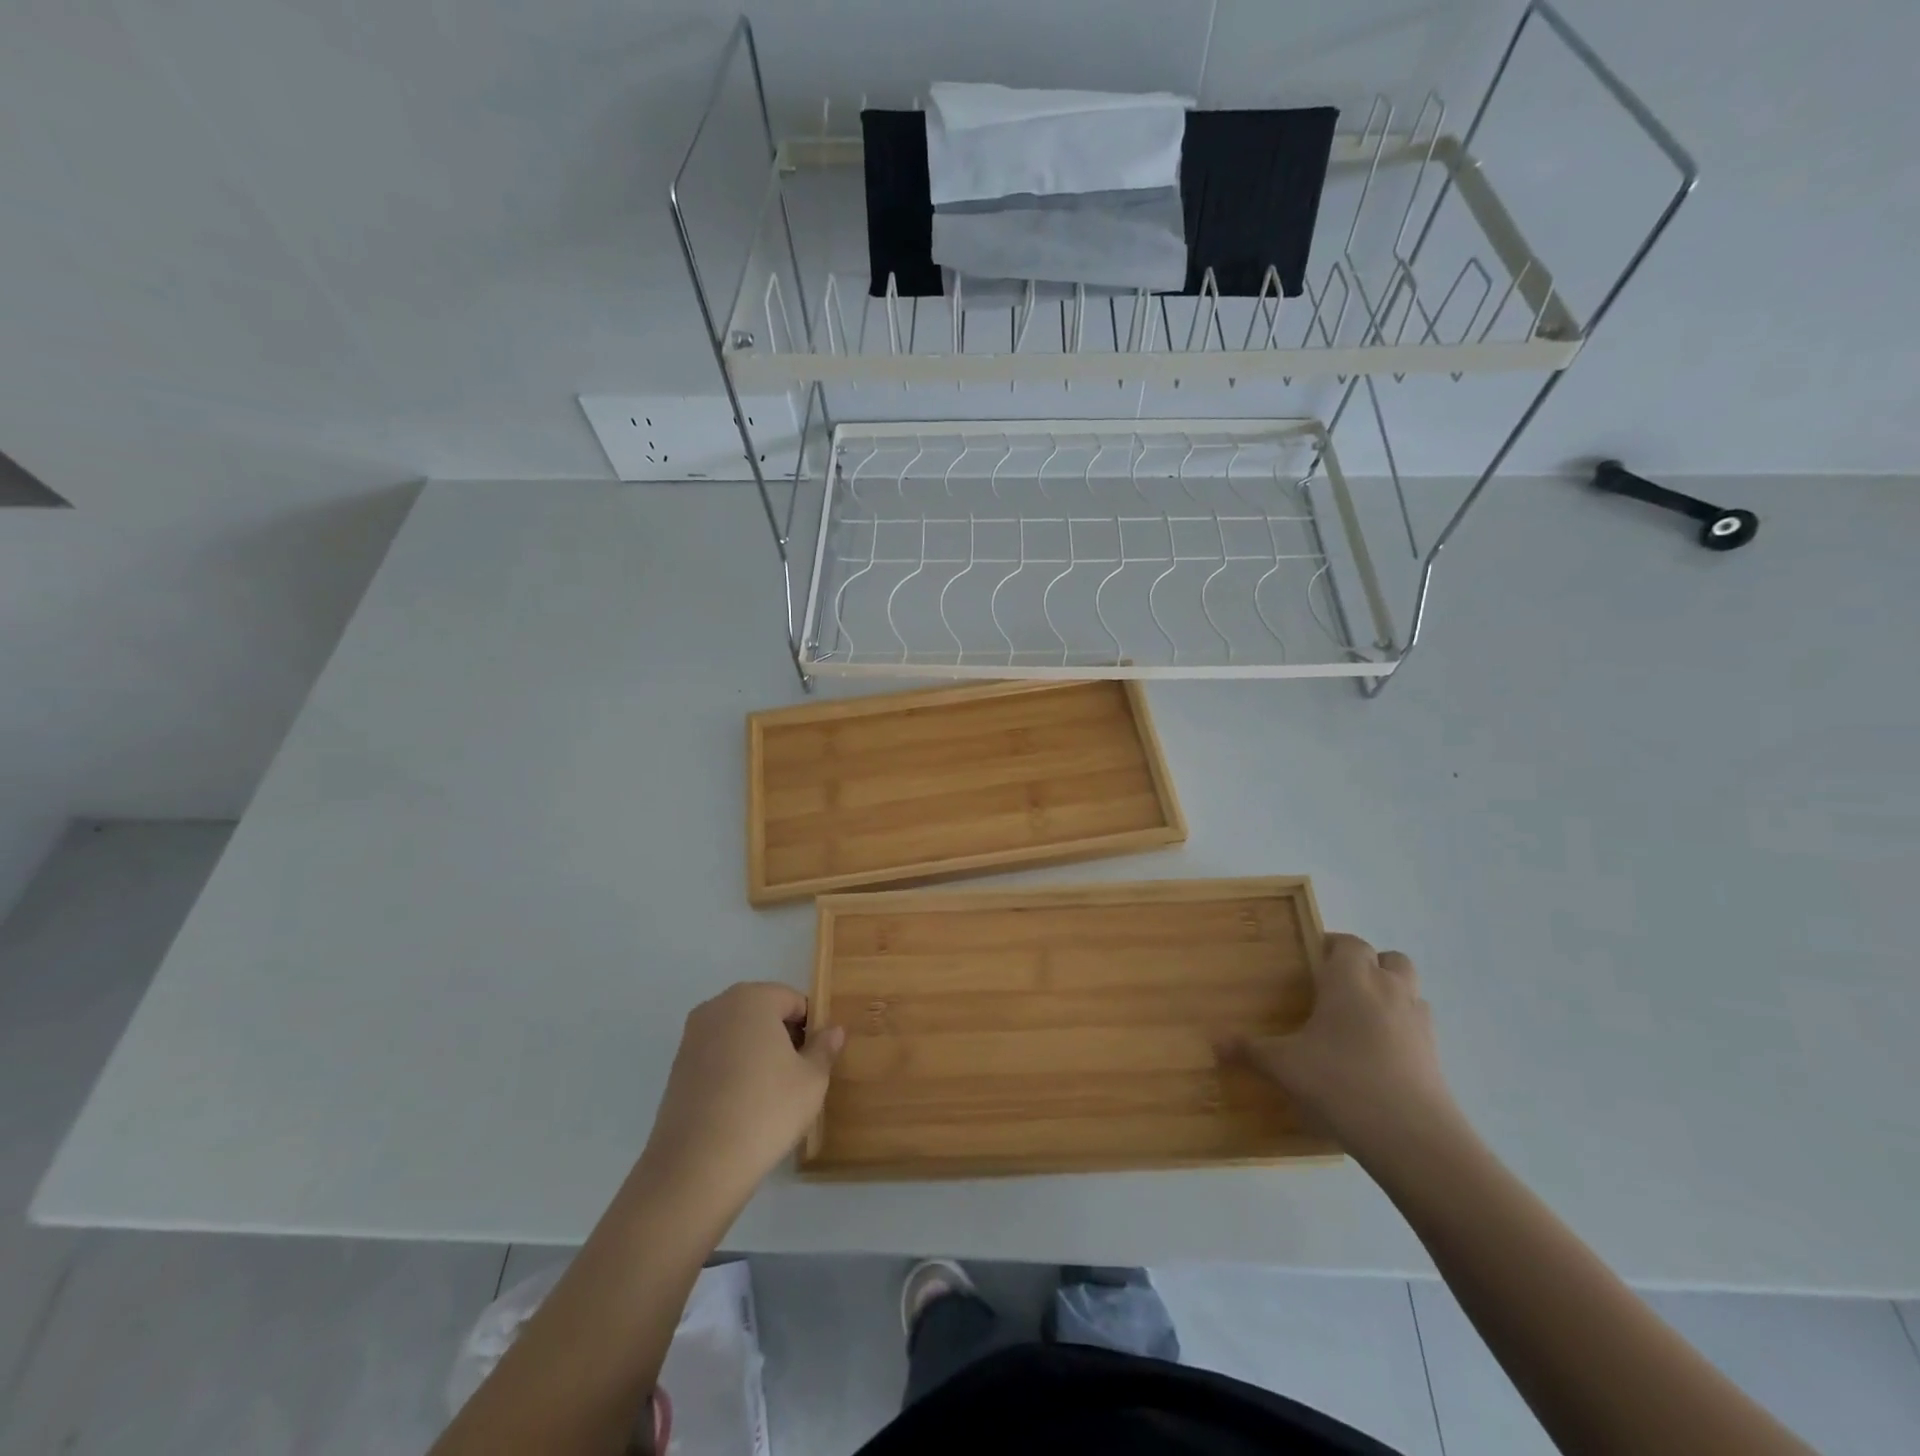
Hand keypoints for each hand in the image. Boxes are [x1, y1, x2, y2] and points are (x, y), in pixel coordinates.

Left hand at [636, 982, 842, 1221]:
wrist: (697, 1165)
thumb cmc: (765, 1110)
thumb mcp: (811, 1080)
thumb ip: (824, 1049)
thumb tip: (833, 1030)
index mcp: (752, 998)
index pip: (794, 1001)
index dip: (811, 1028)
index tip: (815, 1061)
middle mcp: (718, 1006)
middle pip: (763, 1012)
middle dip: (782, 1037)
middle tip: (796, 1076)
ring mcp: (692, 1036)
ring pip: (738, 1034)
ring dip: (757, 1053)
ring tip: (769, 1094)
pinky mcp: (677, 1067)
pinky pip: (717, 1056)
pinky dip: (733, 1070)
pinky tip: (741, 1105)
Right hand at [1224, 933, 1458, 1159]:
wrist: (1412, 1138)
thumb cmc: (1340, 1082)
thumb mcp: (1284, 1067)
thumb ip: (1251, 1051)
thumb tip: (1216, 1043)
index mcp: (1350, 980)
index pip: (1348, 943)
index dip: (1331, 947)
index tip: (1310, 962)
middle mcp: (1388, 990)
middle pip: (1388, 958)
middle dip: (1367, 965)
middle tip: (1338, 988)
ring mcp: (1418, 1022)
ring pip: (1409, 989)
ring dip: (1389, 994)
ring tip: (1360, 1020)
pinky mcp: (1436, 1055)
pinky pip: (1417, 1026)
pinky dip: (1401, 1030)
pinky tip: (1378, 1056)